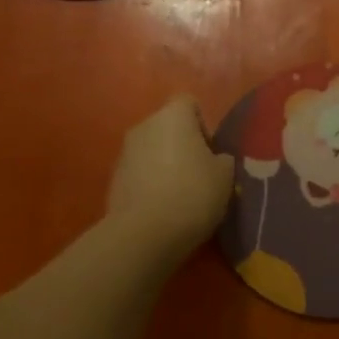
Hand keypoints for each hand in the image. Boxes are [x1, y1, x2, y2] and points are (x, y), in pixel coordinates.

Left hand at [105, 95, 234, 258]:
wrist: (143, 235)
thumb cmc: (192, 194)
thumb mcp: (225, 176)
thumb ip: (222, 159)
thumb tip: (215, 159)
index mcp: (173, 115)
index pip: (190, 103)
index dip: (203, 125)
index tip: (211, 153)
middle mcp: (145, 125)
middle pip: (168, 127)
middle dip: (183, 146)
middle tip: (199, 175)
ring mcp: (125, 152)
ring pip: (152, 150)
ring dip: (164, 165)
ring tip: (179, 196)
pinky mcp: (113, 179)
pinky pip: (139, 173)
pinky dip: (149, 184)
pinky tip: (161, 209)